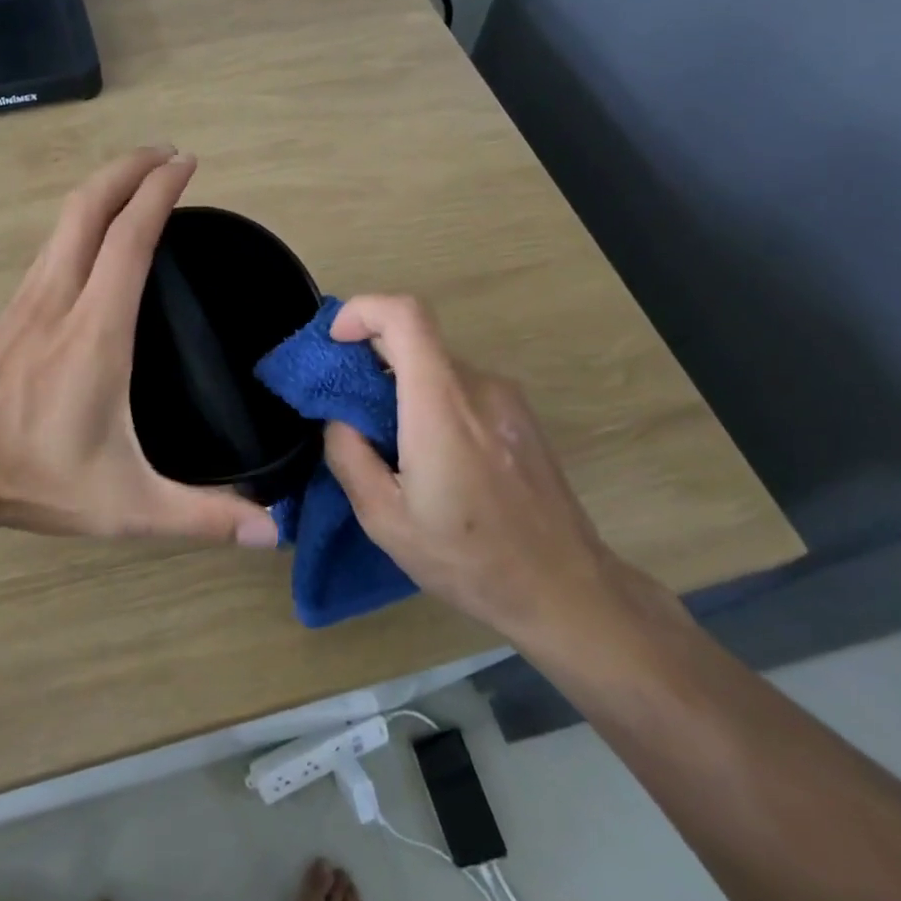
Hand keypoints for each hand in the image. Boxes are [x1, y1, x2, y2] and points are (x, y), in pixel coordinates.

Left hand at [0, 147, 281, 547]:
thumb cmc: (37, 479)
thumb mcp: (128, 506)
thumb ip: (201, 516)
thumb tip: (271, 529)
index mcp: (95, 332)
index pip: (129, 239)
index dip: (158, 193)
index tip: (186, 164)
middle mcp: (59, 298)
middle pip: (89, 207)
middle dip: (129, 167)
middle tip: (168, 154)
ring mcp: (29, 298)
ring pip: (65, 220)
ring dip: (104, 187)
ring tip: (139, 180)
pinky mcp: (12, 309)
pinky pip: (52, 244)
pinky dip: (82, 218)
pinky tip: (98, 234)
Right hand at [322, 295, 632, 640]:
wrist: (565, 589)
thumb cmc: (468, 558)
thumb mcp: (385, 520)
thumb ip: (349, 456)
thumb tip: (340, 419)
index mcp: (442, 406)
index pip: (405, 315)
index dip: (363, 311)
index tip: (335, 343)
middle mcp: (479, 386)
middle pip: (416, 340)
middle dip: (370, 357)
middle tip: (345, 405)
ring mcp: (507, 399)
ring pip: (437, 366)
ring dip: (401, 385)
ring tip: (386, 442)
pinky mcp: (521, 416)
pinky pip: (462, 387)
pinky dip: (430, 400)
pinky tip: (428, 456)